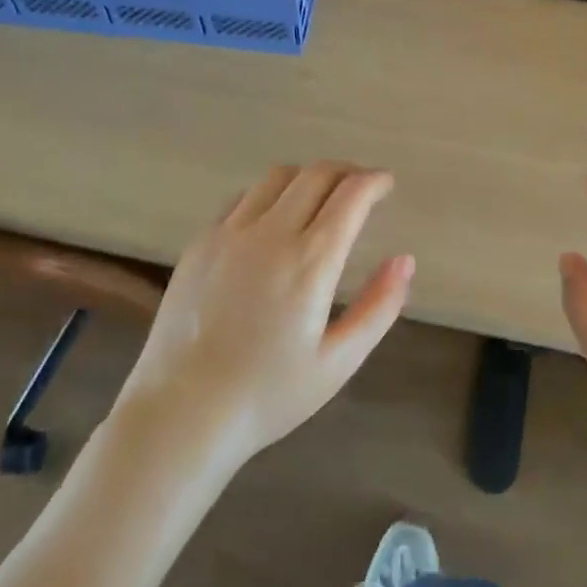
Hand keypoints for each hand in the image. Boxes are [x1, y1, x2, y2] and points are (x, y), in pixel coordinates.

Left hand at [117, 162, 413, 469]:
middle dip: (346, 172)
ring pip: (278, 177)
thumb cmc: (268, 395)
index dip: (374, 181)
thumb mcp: (338, 362)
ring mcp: (230, 233)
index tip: (386, 183)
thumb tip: (405, 260)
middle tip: (360, 188)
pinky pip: (242, 198)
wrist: (180, 414)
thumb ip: (379, 307)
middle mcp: (271, 233)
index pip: (351, 195)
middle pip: (316, 174)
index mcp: (311, 261)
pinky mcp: (201, 242)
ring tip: (319, 198)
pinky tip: (272, 219)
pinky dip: (269, 195)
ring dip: (307, 177)